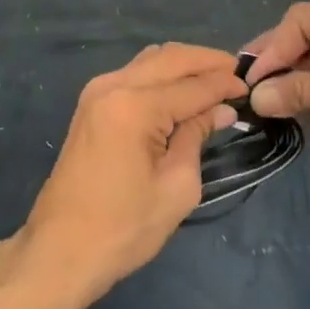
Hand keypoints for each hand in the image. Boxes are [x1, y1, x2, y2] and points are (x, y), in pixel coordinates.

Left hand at [18, 44, 246, 308]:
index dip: (224, 84)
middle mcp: (114, 85)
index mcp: (135, 105)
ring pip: (151, 60)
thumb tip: (220, 110)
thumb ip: (197, 137)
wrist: (59, 250)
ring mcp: (98, 90)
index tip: (250, 86)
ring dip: (183, 64)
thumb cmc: (123, 228)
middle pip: (170, 58)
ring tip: (215, 79)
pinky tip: (182, 89)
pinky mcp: (91, 102)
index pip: (191, 85)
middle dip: (206, 62)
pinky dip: (162, 75)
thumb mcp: (176, 187)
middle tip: (237, 72)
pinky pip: (135, 73)